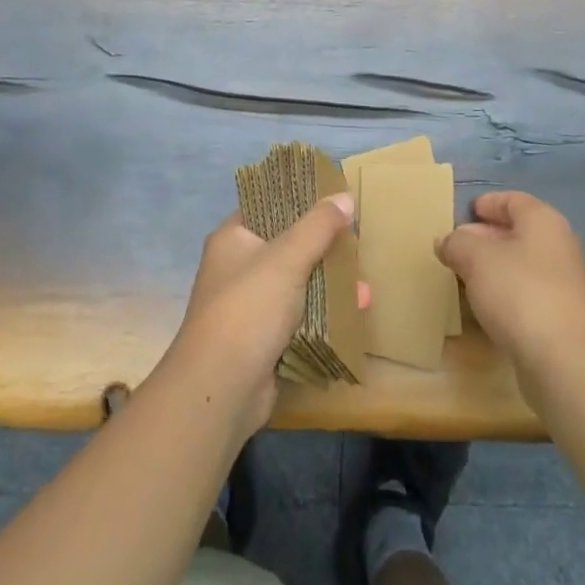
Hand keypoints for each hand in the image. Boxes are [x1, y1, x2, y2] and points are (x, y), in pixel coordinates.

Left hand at [161, 195, 356, 437]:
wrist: (221, 388)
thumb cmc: (249, 308)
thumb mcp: (287, 258)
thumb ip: (318, 226)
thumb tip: (344, 196)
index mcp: (233, 239)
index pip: (266, 206)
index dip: (298, 200)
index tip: (333, 198)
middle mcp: (237, 268)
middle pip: (286, 246)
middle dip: (323, 248)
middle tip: (355, 244)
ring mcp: (249, 306)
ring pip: (296, 284)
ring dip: (329, 285)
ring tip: (363, 288)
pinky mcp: (263, 339)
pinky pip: (299, 317)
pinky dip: (323, 315)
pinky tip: (353, 313)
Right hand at [437, 191, 584, 386]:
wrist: (567, 361)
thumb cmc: (520, 293)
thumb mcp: (476, 259)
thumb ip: (456, 243)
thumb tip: (446, 241)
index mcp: (542, 221)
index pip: (513, 200)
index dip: (488, 203)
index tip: (465, 212)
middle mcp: (557, 246)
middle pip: (517, 232)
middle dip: (484, 237)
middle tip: (454, 246)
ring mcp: (561, 284)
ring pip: (519, 265)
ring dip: (491, 268)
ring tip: (460, 276)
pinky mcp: (558, 317)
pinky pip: (524, 294)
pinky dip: (502, 294)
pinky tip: (482, 306)